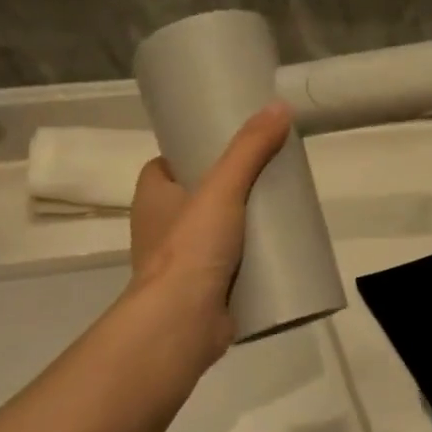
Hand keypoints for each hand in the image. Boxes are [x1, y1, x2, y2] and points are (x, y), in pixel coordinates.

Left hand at [126, 103, 293, 365]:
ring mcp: (181, 264)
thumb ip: (249, 149)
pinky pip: (228, 267)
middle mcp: (160, 229)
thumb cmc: (190, 248)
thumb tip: (279, 107)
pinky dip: (248, 260)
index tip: (227, 146)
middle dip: (227, 189)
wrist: (182, 324)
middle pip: (196, 198)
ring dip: (240, 226)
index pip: (167, 165)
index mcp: (152, 199)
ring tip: (278, 210)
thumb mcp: (222, 187)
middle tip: (265, 176)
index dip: (192, 153)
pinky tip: (277, 253)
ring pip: (214, 233)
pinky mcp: (202, 292)